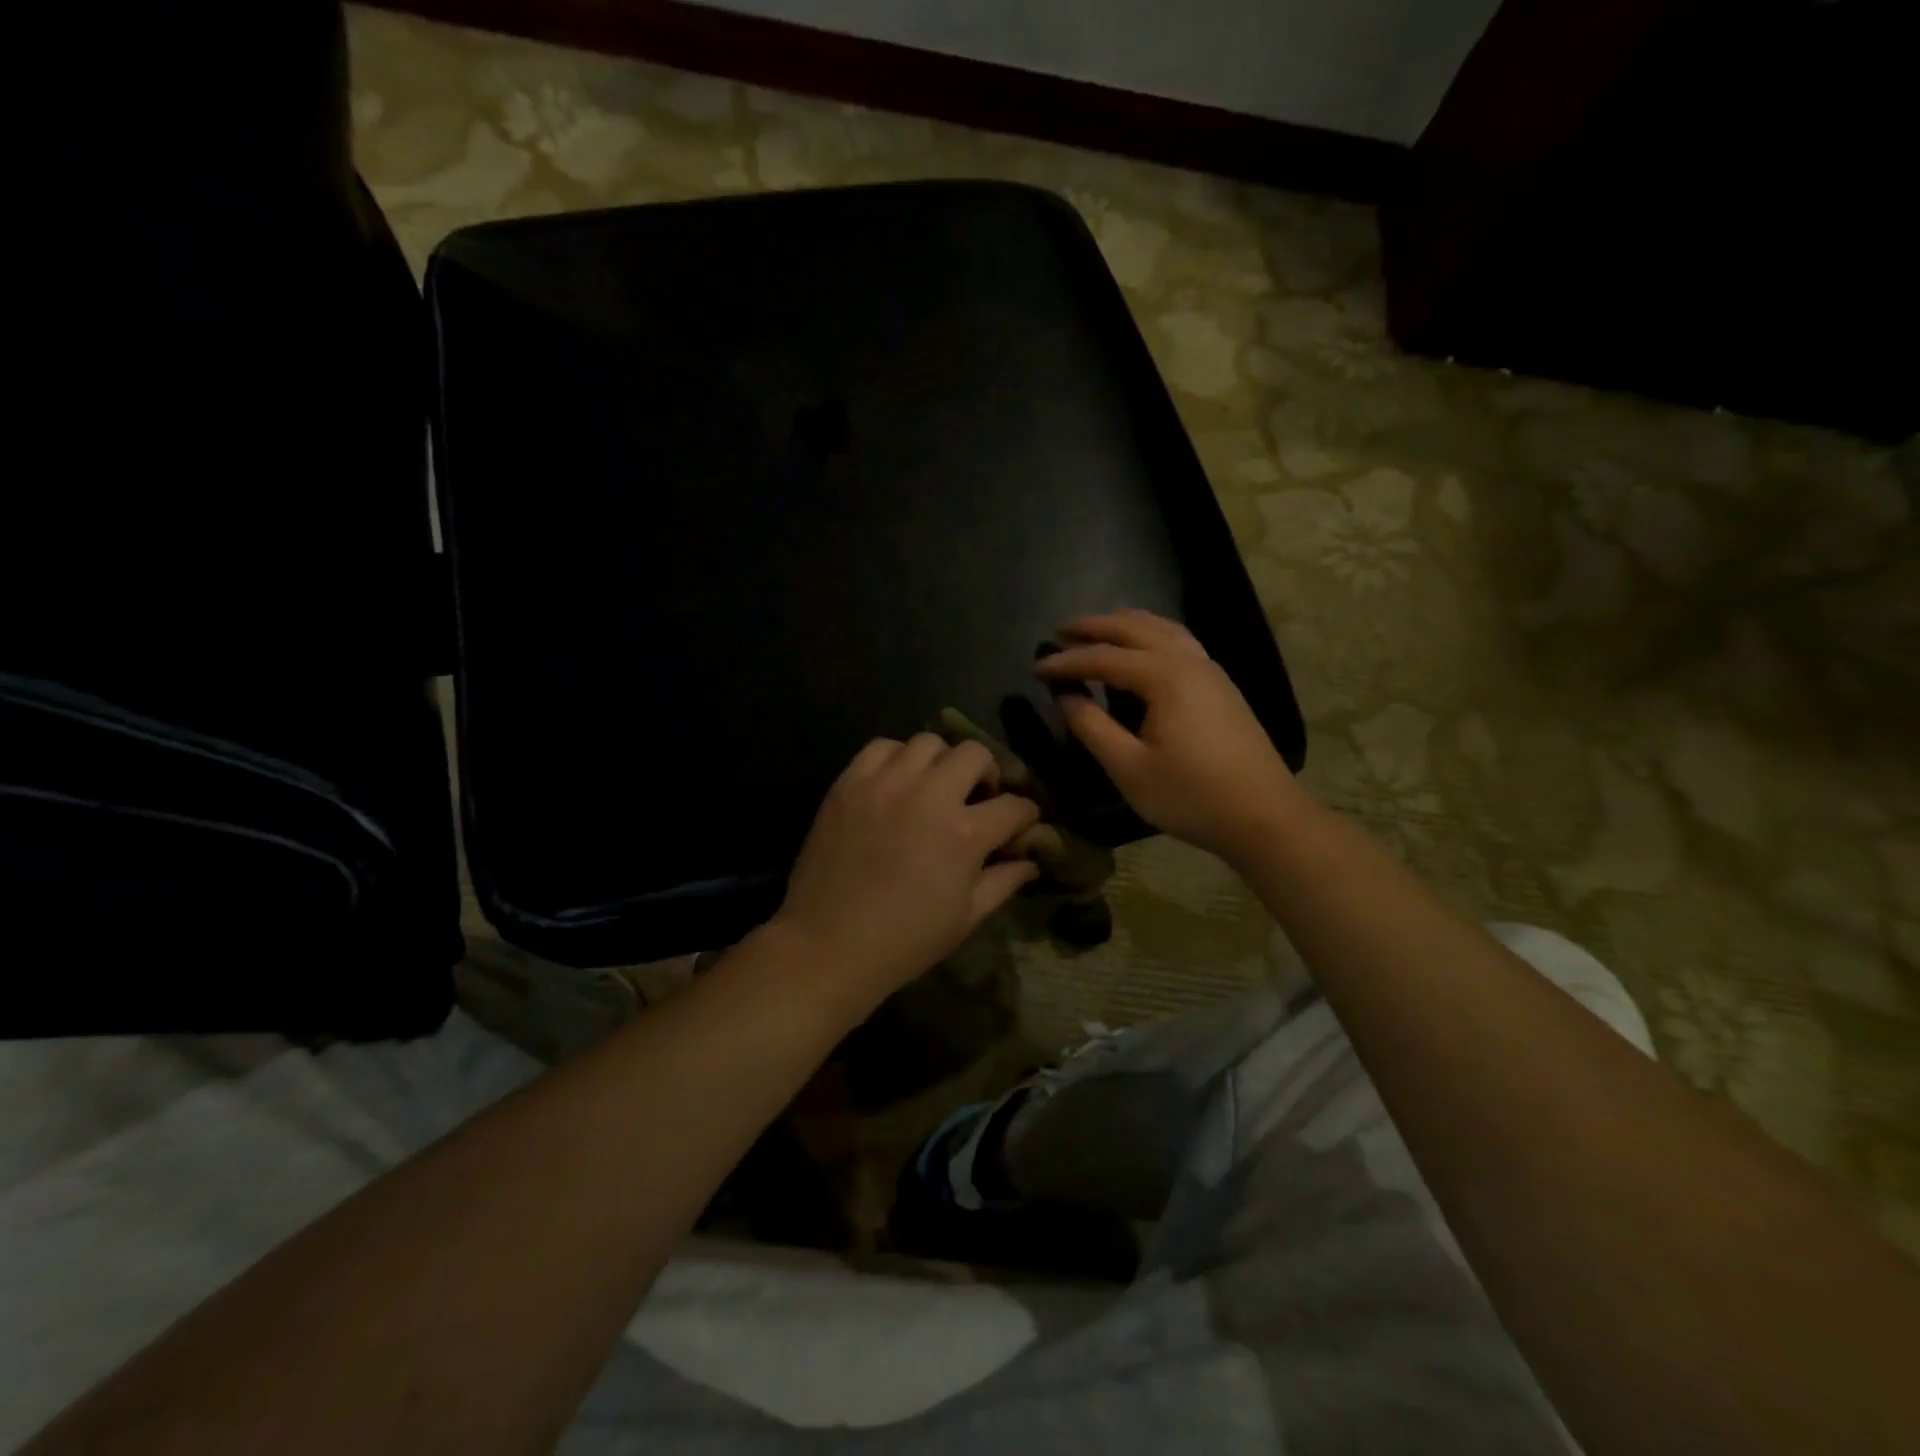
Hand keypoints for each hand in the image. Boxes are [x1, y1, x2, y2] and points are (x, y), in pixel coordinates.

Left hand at [773, 734, 1041, 1007]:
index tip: (1022, 822)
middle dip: (988, 773)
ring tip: (935, 786)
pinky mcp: (849, 783)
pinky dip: (897, 758)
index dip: (1026, 814)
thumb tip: (1030, 861)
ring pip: (928, 742)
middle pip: (975, 754)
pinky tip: (897, 782)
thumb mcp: (965, 918)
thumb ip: (1003, 882)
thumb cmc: (904, 941)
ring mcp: (885, 784)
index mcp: (964, 834)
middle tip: (979, 797)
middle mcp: (928, 795)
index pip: (1013, 806)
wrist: (827, 945)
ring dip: (942, 762)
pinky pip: (881, 747)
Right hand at [1036, 609, 1303, 865]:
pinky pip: (1178, 641)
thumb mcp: (1129, 768)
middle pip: (1134, 628)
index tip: (1035, 668)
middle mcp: (1188, 660)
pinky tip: (1142, 649)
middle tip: (1060, 632)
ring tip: (1096, 631)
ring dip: (1124, 624)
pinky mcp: (1220, 684)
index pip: (1103, 658)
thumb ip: (1092, 727)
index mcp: (1164, 677)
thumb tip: (1065, 695)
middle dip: (1094, 627)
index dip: (1066, 662)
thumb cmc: (1191, 796)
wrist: (1264, 815)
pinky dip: (1150, 634)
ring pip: (1161, 628)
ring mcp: (1210, 669)